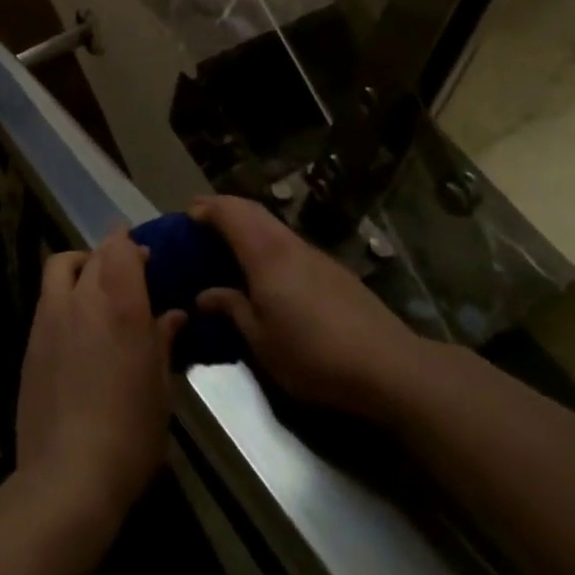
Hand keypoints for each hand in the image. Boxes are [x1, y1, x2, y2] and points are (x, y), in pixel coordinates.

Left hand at [15, 230, 186, 525]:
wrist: (67, 475)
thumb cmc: (130, 432)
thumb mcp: (160, 388)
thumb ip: (163, 341)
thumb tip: (173, 314)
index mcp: (120, 302)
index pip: (121, 247)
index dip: (132, 245)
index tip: (146, 257)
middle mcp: (82, 297)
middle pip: (94, 254)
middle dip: (111, 254)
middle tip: (128, 273)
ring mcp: (50, 315)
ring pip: (61, 266)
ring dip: (80, 266)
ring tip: (95, 288)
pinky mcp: (30, 339)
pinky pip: (47, 297)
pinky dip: (63, 294)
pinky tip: (76, 324)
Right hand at [192, 196, 427, 417]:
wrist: (388, 366)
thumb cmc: (313, 354)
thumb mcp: (261, 341)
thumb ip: (232, 310)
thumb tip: (205, 295)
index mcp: (264, 254)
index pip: (229, 213)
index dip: (206, 208)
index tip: (186, 216)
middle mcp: (288, 243)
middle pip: (252, 210)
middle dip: (224, 209)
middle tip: (202, 223)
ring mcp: (314, 254)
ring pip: (273, 224)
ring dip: (248, 224)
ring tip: (230, 246)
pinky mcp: (334, 270)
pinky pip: (289, 242)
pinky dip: (268, 241)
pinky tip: (268, 270)